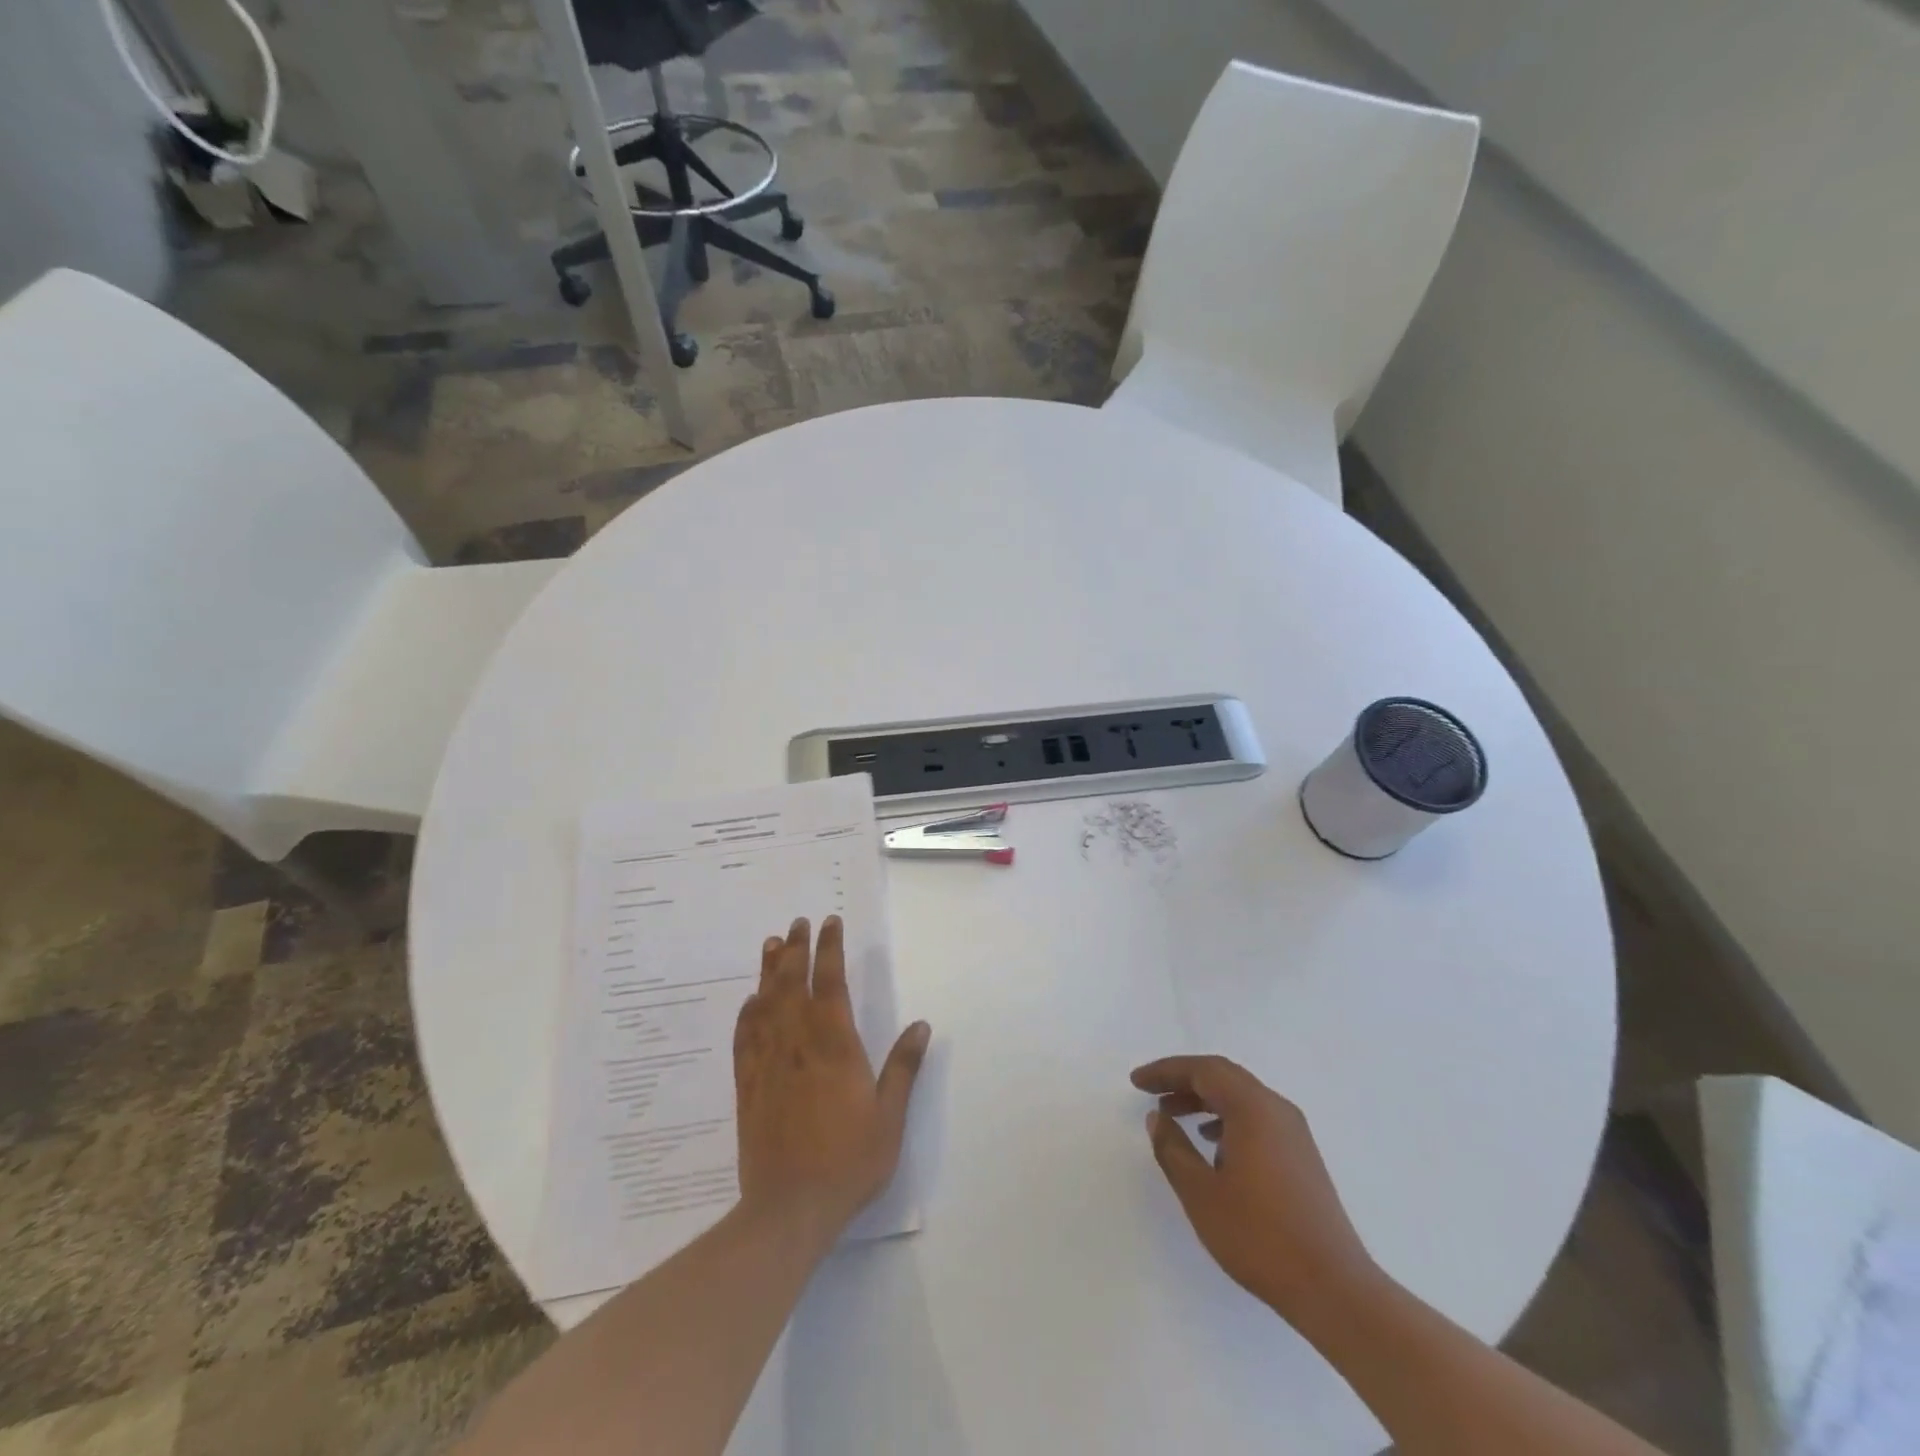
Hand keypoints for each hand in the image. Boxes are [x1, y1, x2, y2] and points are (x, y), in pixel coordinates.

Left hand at [733, 916, 930, 1243]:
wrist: (789, 1209)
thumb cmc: (848, 1162)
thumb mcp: (889, 1117)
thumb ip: (903, 1067)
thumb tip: (922, 1025)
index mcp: (835, 1045)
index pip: (831, 982)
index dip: (830, 948)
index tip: (829, 922)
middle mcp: (798, 1043)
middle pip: (793, 983)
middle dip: (797, 949)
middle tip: (798, 923)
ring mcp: (768, 1063)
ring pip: (766, 1003)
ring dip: (770, 970)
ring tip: (773, 944)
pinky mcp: (748, 1085)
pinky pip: (745, 1037)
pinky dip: (747, 1012)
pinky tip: (750, 1001)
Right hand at [1132, 1055, 1379, 1331]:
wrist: (1334, 1288)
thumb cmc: (1260, 1236)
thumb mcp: (1201, 1193)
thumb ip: (1173, 1149)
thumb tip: (1158, 1118)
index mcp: (1253, 1108)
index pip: (1202, 1070)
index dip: (1166, 1071)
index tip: (1137, 1081)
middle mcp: (1276, 1109)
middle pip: (1223, 1076)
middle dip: (1184, 1080)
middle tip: (1152, 1092)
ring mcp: (1294, 1133)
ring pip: (1241, 1097)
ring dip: (1204, 1100)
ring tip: (1174, 1116)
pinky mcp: (1302, 1156)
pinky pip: (1256, 1118)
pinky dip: (1226, 1118)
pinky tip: (1212, 1146)